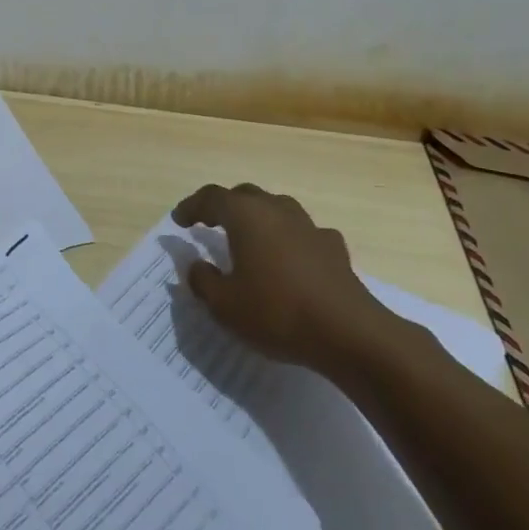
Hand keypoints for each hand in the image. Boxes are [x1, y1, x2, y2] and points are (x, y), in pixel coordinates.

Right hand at [174, 183, 399, 376]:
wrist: (350, 334)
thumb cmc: (277, 313)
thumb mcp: (224, 305)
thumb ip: (203, 280)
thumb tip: (196, 265)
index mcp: (246, 216)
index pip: (211, 198)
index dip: (192, 206)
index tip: (179, 220)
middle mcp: (277, 210)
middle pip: (245, 195)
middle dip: (224, 206)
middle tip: (209, 223)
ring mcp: (309, 227)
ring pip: (277, 208)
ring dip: (258, 218)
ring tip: (249, 238)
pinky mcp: (334, 248)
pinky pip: (303, 233)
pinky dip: (290, 239)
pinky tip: (291, 258)